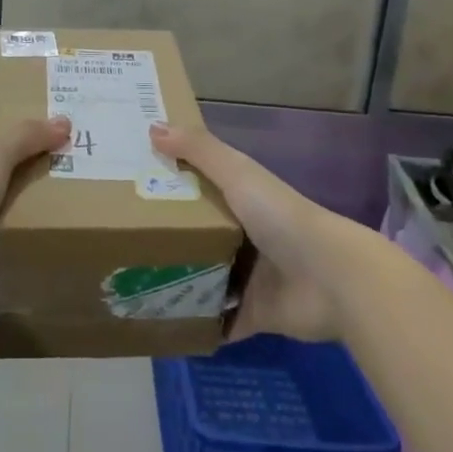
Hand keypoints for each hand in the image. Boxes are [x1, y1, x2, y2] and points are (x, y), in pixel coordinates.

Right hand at [149, 123, 344, 343]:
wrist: (331, 278)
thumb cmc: (281, 217)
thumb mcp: (237, 174)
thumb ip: (198, 150)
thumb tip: (152, 127)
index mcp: (242, 200)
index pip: (200, 187)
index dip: (170, 184)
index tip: (130, 185)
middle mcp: (245, 236)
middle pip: (198, 235)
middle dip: (167, 238)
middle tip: (120, 241)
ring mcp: (250, 277)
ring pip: (205, 278)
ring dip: (178, 282)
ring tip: (133, 284)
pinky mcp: (253, 314)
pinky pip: (219, 322)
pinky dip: (199, 324)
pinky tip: (163, 323)